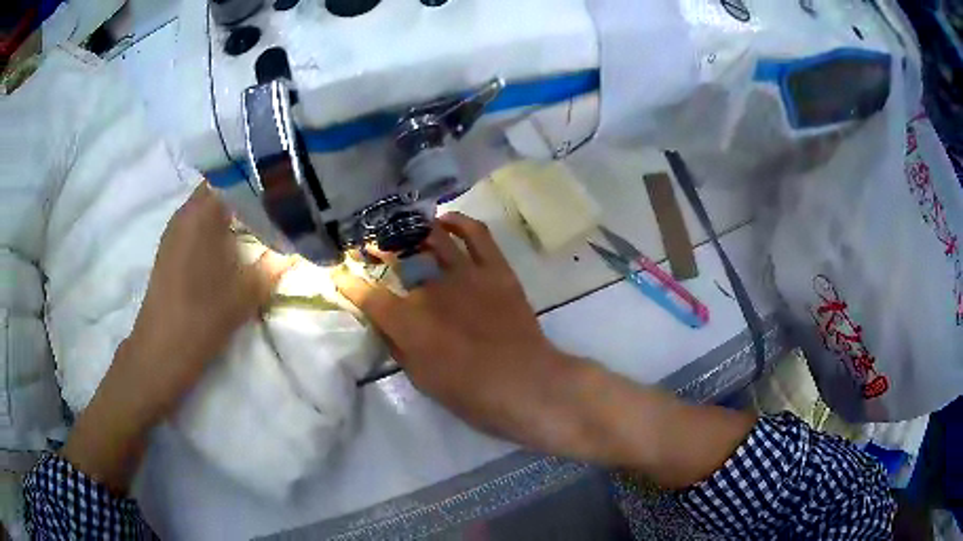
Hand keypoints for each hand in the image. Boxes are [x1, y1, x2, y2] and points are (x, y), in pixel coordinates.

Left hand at [115, 183, 292, 423]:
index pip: (235, 174)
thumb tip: (298, 246)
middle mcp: (185, 212)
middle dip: (250, 191)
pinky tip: (234, 242)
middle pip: (221, 187)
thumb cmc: (202, 317)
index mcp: (202, 212)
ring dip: (233, 209)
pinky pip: (198, 222)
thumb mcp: (247, 292)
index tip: (286, 183)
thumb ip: (275, 264)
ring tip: (262, 219)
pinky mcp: (170, 248)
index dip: (261, 175)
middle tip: (279, 202)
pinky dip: (218, 224)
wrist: (161, 351)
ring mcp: (174, 230)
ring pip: (208, 205)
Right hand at [334, 212, 586, 450]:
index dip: (349, 283)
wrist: (525, 384)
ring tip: (404, 230)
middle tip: (373, 248)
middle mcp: (431, 289)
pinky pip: (476, 235)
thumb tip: (384, 323)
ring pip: (434, 239)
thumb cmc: (469, 393)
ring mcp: (466, 274)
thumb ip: (397, 346)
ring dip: (414, 231)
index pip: (368, 295)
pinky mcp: (495, 270)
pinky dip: (459, 222)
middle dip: (379, 251)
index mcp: (408, 321)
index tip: (340, 275)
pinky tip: (445, 219)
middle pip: (398, 261)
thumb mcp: (421, 379)